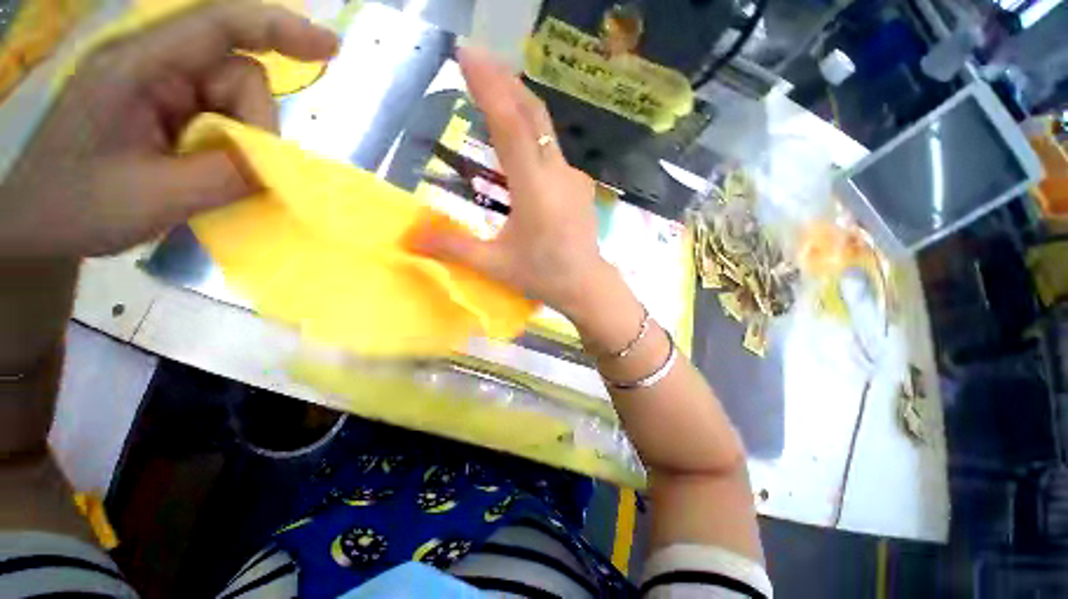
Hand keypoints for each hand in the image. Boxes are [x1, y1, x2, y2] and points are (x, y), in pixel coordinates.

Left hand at [0, 0, 337, 257]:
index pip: (218, 26)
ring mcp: (160, 87)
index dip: (278, 29)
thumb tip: (279, 167)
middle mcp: (153, 65)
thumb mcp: (154, 198)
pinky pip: (222, 117)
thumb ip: (224, 176)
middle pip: (237, 74)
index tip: (331, 49)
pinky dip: (233, 145)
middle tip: (242, 173)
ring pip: (236, 100)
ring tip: (211, 176)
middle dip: (252, 124)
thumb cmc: (80, 209)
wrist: (42, 225)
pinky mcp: (167, 109)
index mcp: (136, 67)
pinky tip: (212, 168)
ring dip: (242, 140)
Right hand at [413, 47, 612, 320]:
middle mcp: (557, 173)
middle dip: (504, 81)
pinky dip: (531, 136)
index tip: (467, 54)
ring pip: (544, 131)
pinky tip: (519, 144)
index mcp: (534, 189)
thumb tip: (408, 237)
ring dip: (518, 105)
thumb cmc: (542, 275)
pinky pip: (551, 152)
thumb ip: (453, 247)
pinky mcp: (578, 185)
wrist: (586, 284)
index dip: (489, 87)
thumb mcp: (494, 264)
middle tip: (477, 59)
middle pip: (532, 115)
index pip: (511, 125)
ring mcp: (572, 177)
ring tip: (493, 92)